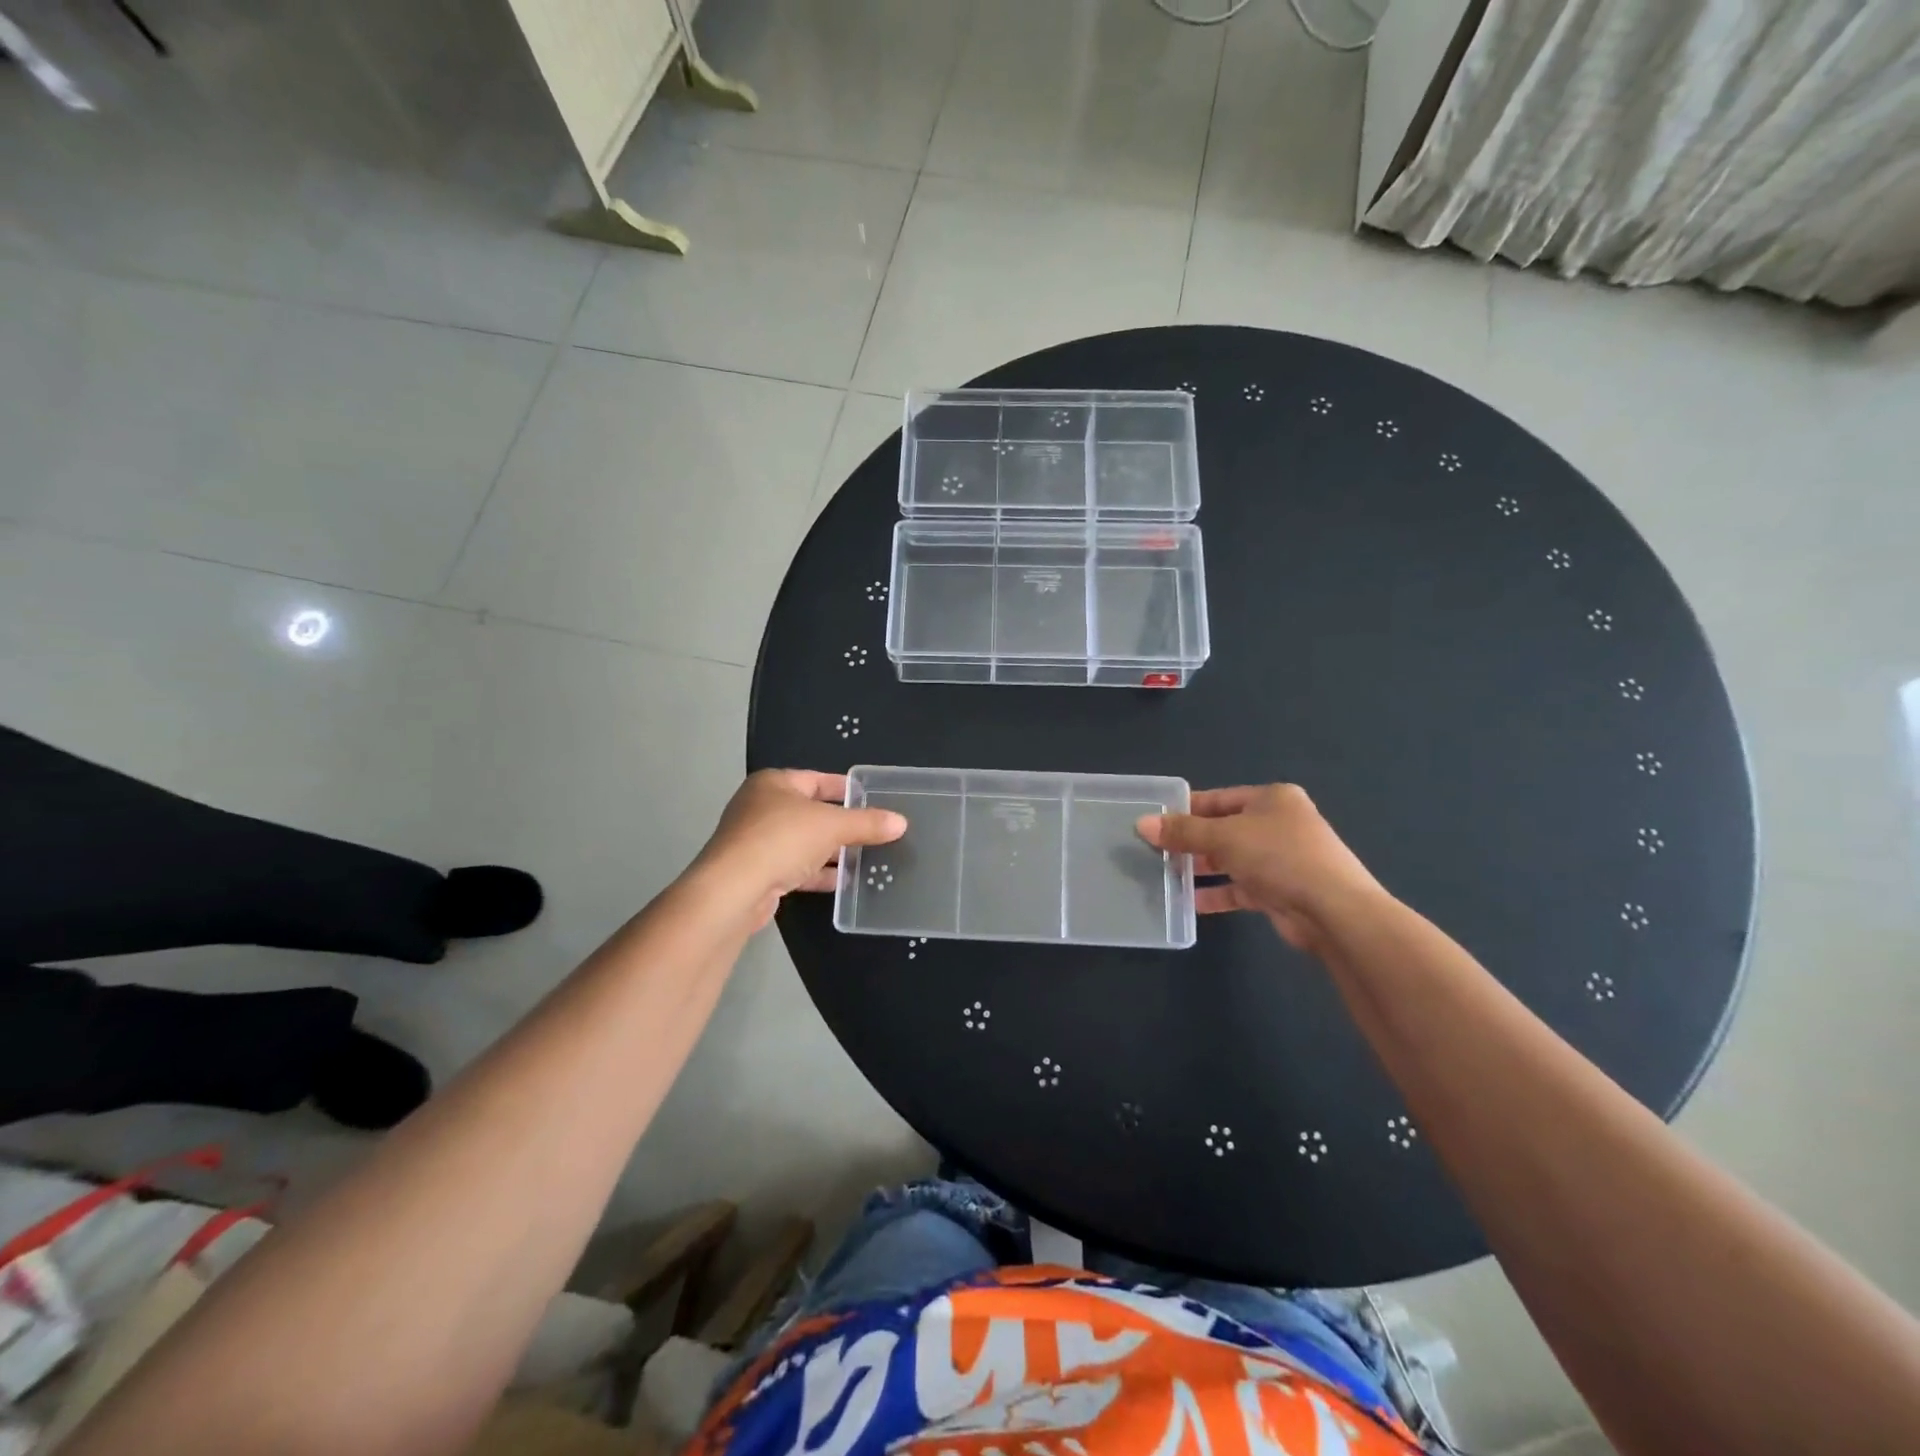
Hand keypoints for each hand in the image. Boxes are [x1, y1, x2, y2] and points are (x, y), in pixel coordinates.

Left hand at [694, 770, 906, 928]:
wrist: (734, 890)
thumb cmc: (781, 840)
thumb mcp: (832, 826)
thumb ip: (867, 824)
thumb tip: (901, 822)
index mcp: (773, 784)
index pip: (817, 779)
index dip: (846, 788)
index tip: (873, 798)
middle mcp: (760, 807)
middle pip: (811, 812)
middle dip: (841, 824)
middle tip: (874, 831)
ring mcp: (756, 842)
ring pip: (803, 842)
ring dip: (831, 851)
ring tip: (865, 858)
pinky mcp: (757, 872)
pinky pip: (794, 867)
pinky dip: (817, 873)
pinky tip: (842, 882)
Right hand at [1137, 784, 1385, 951]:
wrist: (1334, 911)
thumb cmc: (1279, 857)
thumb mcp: (1224, 838)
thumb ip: (1182, 832)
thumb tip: (1142, 824)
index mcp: (1271, 799)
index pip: (1218, 799)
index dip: (1185, 809)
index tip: (1154, 821)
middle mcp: (1278, 824)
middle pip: (1223, 829)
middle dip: (1190, 842)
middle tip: (1155, 851)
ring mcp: (1282, 859)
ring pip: (1231, 859)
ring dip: (1201, 869)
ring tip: (1166, 876)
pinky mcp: (1281, 891)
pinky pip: (1240, 887)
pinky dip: (1217, 893)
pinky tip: (1190, 902)